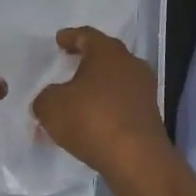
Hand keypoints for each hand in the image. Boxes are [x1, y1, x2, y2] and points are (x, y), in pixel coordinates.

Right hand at [33, 25, 174, 184]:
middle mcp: (130, 64)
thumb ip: (45, 98)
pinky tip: (93, 119)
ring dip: (98, 85)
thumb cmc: (91, 120)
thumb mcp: (51, 106)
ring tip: (79, 95)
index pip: (86, 36)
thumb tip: (51, 99)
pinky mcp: (150, 115)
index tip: (60, 40)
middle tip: (70, 61)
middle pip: (106, 55)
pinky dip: (107, 106)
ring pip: (116, 79)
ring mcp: (144, 90)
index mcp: (107, 52)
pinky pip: (123, 102)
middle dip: (87, 59)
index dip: (70, 37)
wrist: (136, 160)